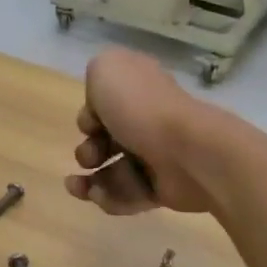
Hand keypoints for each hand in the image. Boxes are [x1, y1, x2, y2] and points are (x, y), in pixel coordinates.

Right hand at [65, 49, 214, 214]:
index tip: (90, 122)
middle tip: (90, 157)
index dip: (89, 115)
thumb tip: (100, 106)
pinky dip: (109, 198)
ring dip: (88, 182)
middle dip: (88, 151)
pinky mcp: (161, 188)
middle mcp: (147, 120)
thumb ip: (95, 76)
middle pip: (105, 141)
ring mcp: (154, 156)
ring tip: (79, 187)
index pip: (106, 105)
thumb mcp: (105, 69)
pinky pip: (126, 196)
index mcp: (138, 89)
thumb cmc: (141, 107)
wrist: (187, 151)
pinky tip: (97, 196)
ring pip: (111, 172)